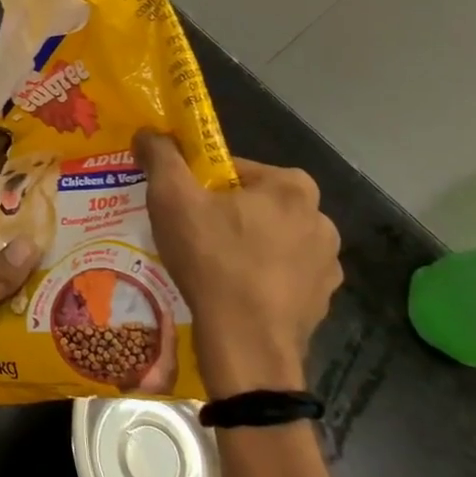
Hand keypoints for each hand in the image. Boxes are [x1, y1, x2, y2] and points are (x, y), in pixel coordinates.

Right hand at [132, 131, 341, 395]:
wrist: (246, 345)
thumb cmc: (212, 260)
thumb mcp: (172, 198)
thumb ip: (160, 156)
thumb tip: (148, 131)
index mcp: (292, 186)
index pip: (234, 169)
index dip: (200, 185)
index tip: (181, 206)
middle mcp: (321, 218)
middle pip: (254, 204)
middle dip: (225, 215)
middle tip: (191, 235)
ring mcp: (327, 264)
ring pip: (271, 240)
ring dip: (244, 246)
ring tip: (210, 268)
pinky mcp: (323, 300)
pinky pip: (283, 276)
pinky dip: (260, 278)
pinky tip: (232, 293)